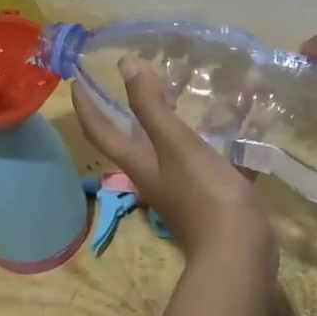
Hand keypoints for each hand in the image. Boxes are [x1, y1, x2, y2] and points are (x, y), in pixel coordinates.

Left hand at [73, 57, 277, 267]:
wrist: (239, 250)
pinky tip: (232, 122)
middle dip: (131, 106)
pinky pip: (204, 156)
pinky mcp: (209, 193)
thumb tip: (124, 65)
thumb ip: (151, 106)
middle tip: (141, 75)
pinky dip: (211, 136)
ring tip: (185, 90)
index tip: (77, 80)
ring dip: (173, 118)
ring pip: (170, 144)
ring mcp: (181, 186)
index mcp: (138, 163)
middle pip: (133, 136)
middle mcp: (153, 174)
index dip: (86, 105)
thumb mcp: (176, 144)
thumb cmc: (204, 193)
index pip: (100, 131)